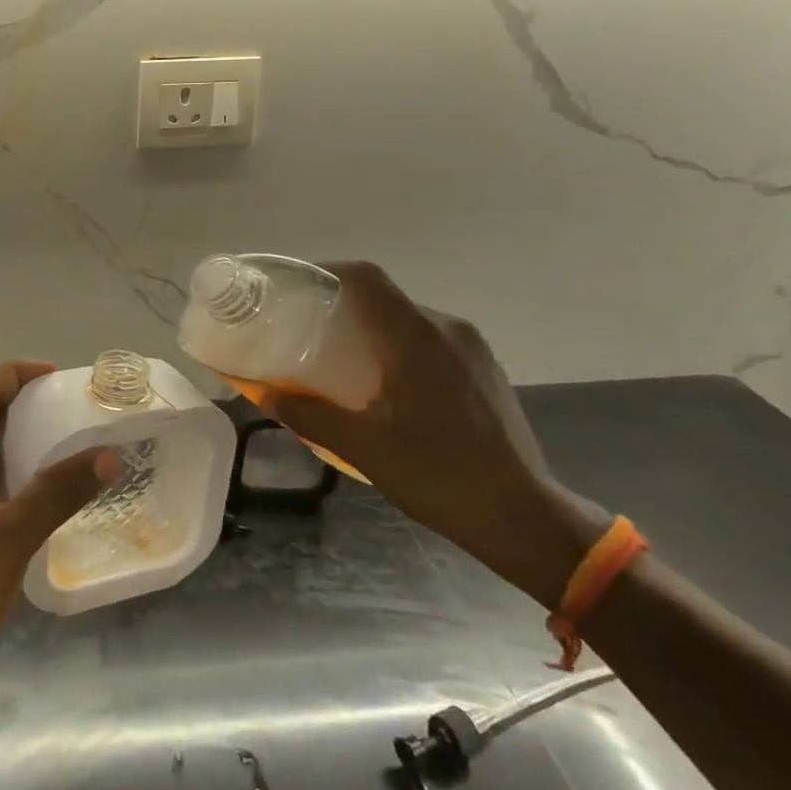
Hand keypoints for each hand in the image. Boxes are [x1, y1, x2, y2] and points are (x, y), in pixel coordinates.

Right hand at [267, 263, 606, 606]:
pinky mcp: (483, 370)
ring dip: (369, 331)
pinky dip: (396, 348)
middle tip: (304, 332)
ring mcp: (472, 349)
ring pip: (407, 320)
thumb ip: (309, 414)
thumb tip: (266, 394)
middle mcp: (447, 329)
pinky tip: (382, 386)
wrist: (524, 517)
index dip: (324, 272)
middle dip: (340, 307)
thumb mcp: (362, 447)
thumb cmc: (438, 475)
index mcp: (416, 337)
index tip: (291, 288)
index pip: (365, 278)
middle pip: (384, 298)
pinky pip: (429, 341)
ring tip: (337, 361)